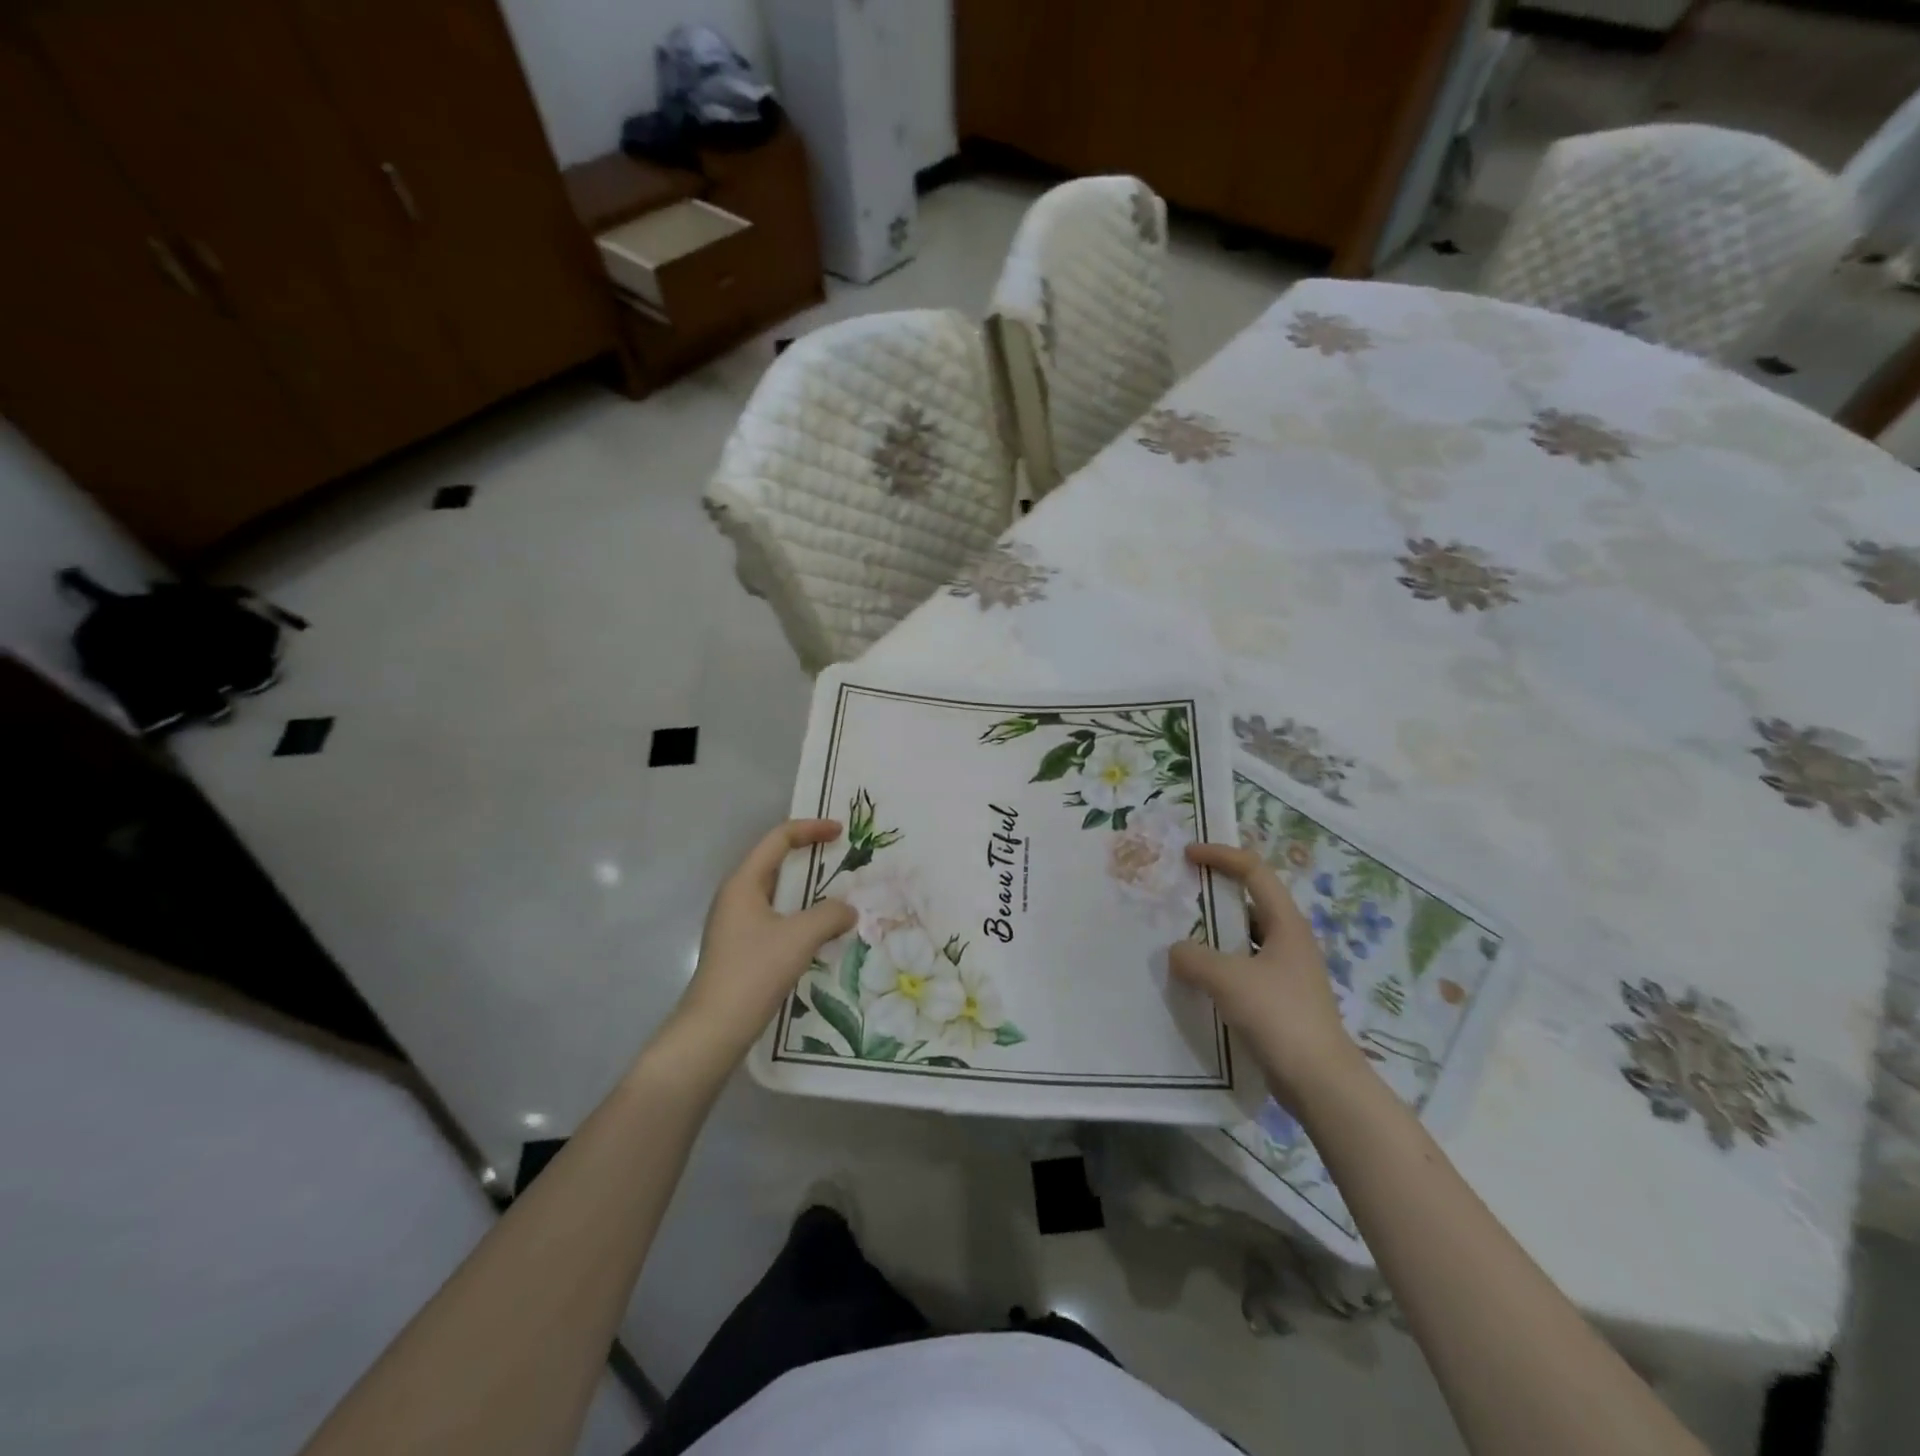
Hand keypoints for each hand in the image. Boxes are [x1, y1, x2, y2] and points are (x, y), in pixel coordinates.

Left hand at [669, 820, 857, 1061]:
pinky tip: (819, 932)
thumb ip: (830, 914)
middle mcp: (736, 896)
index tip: (840, 832)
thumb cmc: (754, 971)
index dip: (810, 829)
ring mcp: (736, 923)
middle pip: (774, 861)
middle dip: (809, 855)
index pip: (778, 840)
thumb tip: (848, 909)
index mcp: (744, 883)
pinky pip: (775, 916)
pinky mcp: (741, 947)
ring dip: (806, 889)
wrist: (715, 1028)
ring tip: (837, 893)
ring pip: (776, 892)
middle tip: (841, 857)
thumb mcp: (800, 937)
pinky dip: (800, 914)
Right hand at [1170, 843, 1366, 1108]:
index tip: (1188, 855)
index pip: (1254, 871)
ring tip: (1180, 936)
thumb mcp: (1228, 979)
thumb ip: (1194, 958)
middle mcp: (1290, 941)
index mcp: (1286, 924)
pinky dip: (1219, 965)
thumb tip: (1176, 952)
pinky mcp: (1281, 1001)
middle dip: (1215, 893)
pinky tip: (1197, 980)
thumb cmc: (1279, 1016)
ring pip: (1245, 938)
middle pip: (1250, 902)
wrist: (1321, 1082)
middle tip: (1180, 894)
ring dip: (1214, 933)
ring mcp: (1288, 972)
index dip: (1221, 856)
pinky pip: (1244, 968)